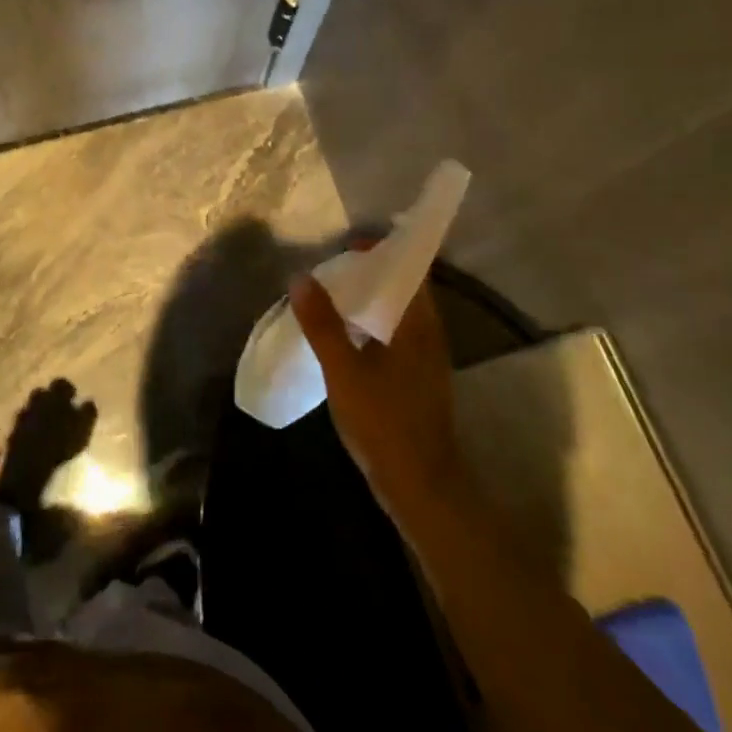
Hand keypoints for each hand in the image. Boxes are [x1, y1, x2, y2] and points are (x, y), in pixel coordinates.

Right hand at [288, 252, 467, 529]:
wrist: (422, 487)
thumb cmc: (385, 422)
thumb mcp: (344, 370)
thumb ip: (322, 324)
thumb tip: (301, 277)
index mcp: (419, 324)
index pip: (411, 269)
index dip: (385, 251)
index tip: (351, 244)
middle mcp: (429, 334)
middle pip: (406, 288)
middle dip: (374, 272)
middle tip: (335, 266)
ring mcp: (427, 358)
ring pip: (401, 313)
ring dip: (373, 299)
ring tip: (335, 295)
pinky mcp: (419, 378)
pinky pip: (398, 334)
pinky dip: (375, 323)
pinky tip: (347, 335)